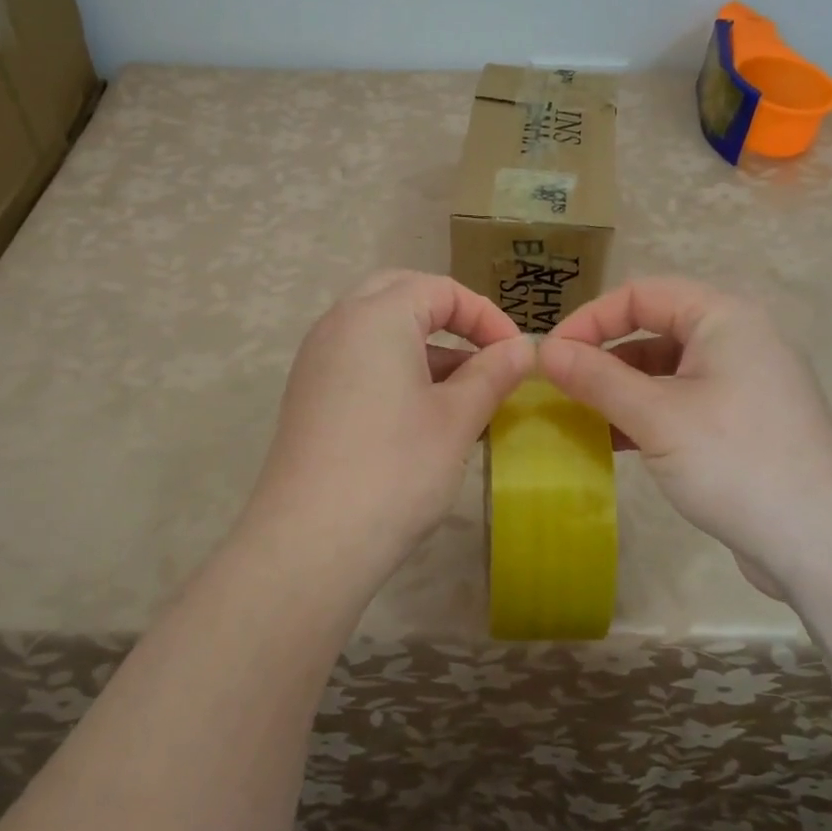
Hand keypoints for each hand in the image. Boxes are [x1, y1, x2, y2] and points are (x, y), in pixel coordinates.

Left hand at [243, 271, 533, 590]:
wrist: (311, 541)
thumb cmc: (396, 469)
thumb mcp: (457, 418)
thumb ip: (493, 373)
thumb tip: (523, 348)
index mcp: (375, 315)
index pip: (440, 288)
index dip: (486, 316)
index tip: (516, 356)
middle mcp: (338, 325)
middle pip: (401, 296)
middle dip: (449, 318)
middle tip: (485, 353)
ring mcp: (317, 361)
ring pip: (379, 331)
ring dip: (424, 347)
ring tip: (465, 393)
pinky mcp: (309, 396)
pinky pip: (359, 361)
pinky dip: (396, 369)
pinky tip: (424, 414)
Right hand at [536, 277, 831, 594]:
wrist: (821, 544)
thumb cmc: (734, 461)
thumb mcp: (656, 416)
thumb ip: (596, 378)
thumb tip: (542, 350)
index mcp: (724, 318)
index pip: (641, 294)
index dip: (590, 319)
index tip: (551, 356)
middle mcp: (738, 340)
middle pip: (654, 329)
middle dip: (603, 356)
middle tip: (560, 388)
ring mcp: (744, 383)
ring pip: (666, 370)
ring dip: (620, 389)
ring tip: (579, 418)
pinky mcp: (744, 423)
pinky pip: (683, 402)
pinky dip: (646, 414)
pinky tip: (614, 442)